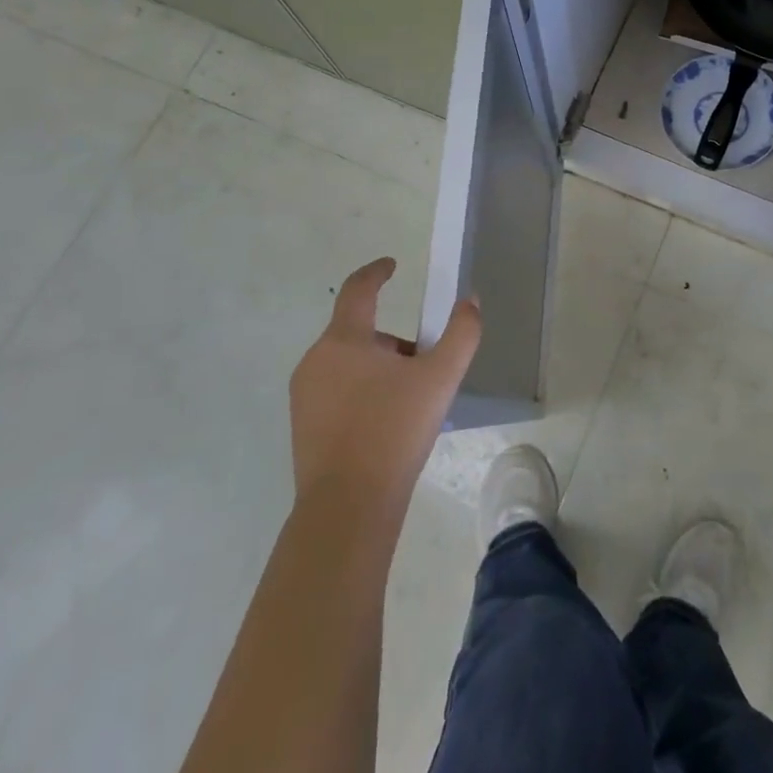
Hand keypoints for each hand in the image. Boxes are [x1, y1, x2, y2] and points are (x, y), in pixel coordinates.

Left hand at [288, 258, 481, 506]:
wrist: (348, 506)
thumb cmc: (394, 431)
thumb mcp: (440, 378)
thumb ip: (461, 333)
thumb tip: (470, 301)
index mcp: (344, 340)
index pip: (358, 290)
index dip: (377, 272)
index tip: (392, 266)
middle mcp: (316, 360)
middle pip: (361, 333)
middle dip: (394, 344)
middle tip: (425, 370)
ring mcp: (304, 395)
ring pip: (349, 364)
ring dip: (379, 370)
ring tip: (409, 405)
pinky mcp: (302, 426)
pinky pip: (337, 392)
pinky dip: (362, 395)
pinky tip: (385, 428)